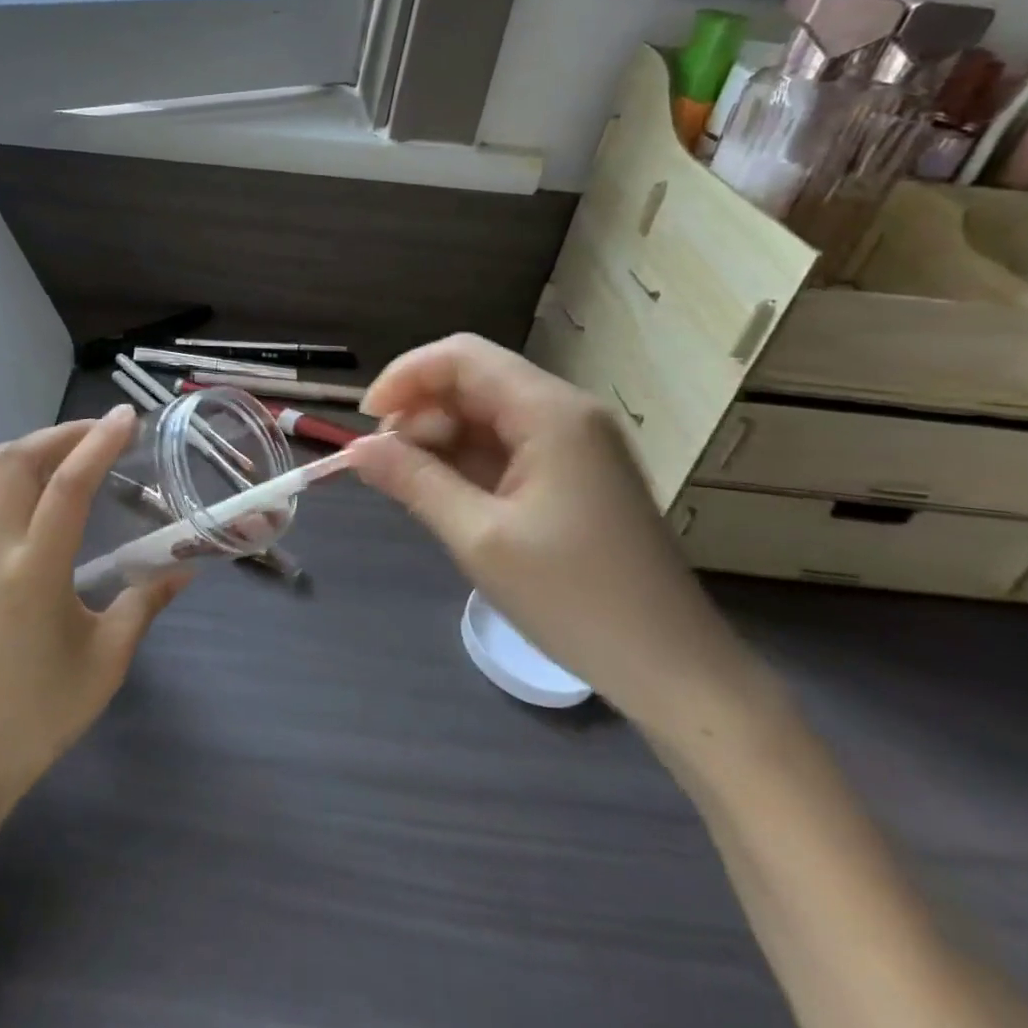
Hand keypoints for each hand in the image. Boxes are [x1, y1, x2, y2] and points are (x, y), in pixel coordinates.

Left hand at [0, 406, 189, 806]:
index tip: (126, 418)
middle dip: (63, 433)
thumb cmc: (44, 711)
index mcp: (33, 572)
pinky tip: (22, 482)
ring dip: (26, 445)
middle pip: (20, 460)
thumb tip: (185, 567)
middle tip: (100, 431)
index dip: (99, 443)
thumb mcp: (108, 659)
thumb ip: (146, 602)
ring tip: (63, 449)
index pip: (68, 485)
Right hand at [350, 335, 764, 738]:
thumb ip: (413, 480)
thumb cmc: (574, 599)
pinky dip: (466, 460)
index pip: (461, 358)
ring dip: (439, 437)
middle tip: (385, 464)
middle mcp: (565, 411)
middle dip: (419, 411)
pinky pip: (506, 443)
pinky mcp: (574, 472)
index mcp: (549, 412)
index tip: (366, 423)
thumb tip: (354, 449)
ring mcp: (574, 442)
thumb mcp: (478, 538)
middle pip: (473, 380)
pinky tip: (446, 494)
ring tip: (411, 486)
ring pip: (485, 412)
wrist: (674, 670)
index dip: (404, 377)